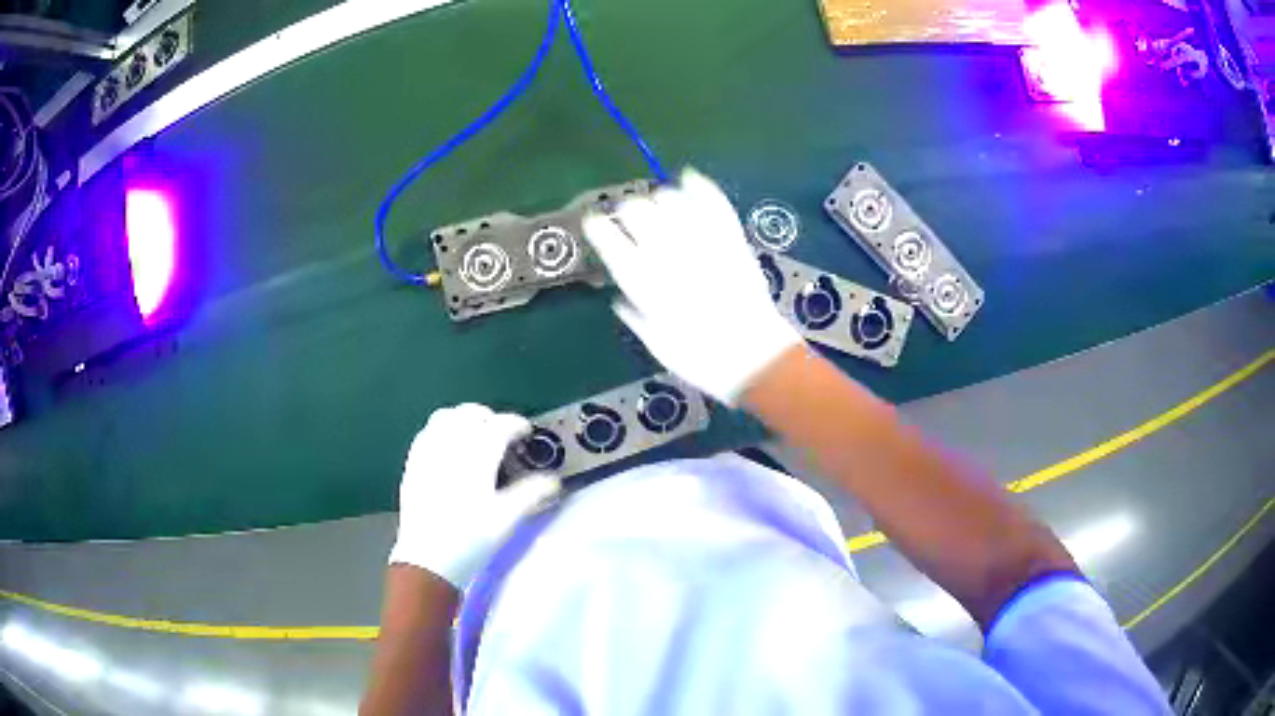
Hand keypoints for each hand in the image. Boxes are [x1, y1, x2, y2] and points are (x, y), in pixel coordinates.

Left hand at [388, 404, 560, 586]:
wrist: (428, 560)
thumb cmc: (471, 540)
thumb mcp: (507, 519)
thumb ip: (531, 494)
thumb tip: (554, 480)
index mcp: (476, 457)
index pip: (499, 426)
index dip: (516, 424)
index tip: (526, 432)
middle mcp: (450, 447)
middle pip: (470, 414)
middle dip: (490, 417)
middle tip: (503, 433)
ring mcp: (427, 453)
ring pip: (445, 417)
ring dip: (464, 418)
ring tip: (475, 435)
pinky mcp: (412, 464)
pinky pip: (427, 432)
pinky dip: (442, 429)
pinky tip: (448, 446)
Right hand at [582, 168, 802, 404]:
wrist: (754, 357)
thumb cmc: (699, 359)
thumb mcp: (655, 344)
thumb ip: (634, 315)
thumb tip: (620, 296)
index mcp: (641, 279)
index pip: (607, 237)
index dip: (597, 227)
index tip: (594, 226)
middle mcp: (666, 251)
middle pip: (635, 209)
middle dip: (626, 211)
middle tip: (628, 220)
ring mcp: (701, 240)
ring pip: (669, 197)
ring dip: (658, 199)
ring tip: (658, 208)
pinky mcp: (731, 237)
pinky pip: (711, 199)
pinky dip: (698, 185)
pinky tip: (688, 178)